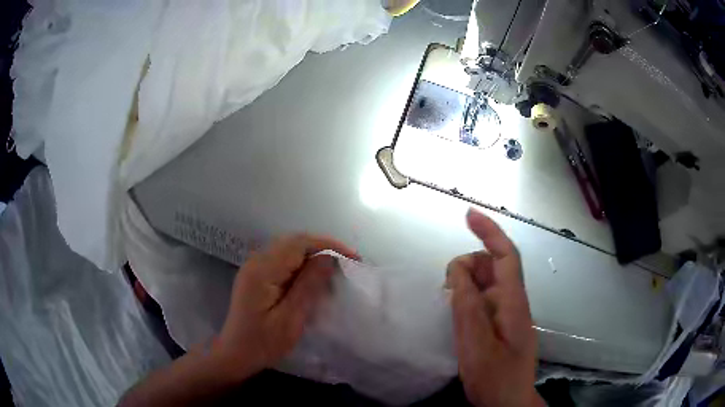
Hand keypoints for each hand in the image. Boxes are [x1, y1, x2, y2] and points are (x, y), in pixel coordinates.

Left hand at [216, 234, 357, 379]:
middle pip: (294, 241)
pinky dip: (302, 263)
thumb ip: (308, 286)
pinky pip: (283, 259)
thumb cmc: (263, 343)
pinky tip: (313, 277)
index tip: (352, 258)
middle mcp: (256, 261)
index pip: (299, 243)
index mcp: (263, 270)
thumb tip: (328, 257)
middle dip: (323, 248)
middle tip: (347, 263)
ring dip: (314, 254)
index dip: (328, 245)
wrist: (235, 353)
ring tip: (335, 269)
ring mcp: (254, 266)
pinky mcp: (256, 274)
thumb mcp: (290, 319)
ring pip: (289, 248)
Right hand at [447, 208, 542, 406]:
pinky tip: (455, 314)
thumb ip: (467, 307)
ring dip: (465, 284)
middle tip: (446, 289)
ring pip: (485, 283)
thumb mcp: (476, 345)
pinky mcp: (499, 325)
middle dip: (468, 266)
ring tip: (448, 303)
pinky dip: (466, 298)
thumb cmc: (496, 378)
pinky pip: (482, 300)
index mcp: (513, 302)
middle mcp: (512, 301)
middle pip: (493, 266)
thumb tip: (458, 270)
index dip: (490, 232)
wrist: (508, 403)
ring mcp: (507, 314)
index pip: (506, 256)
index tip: (468, 215)